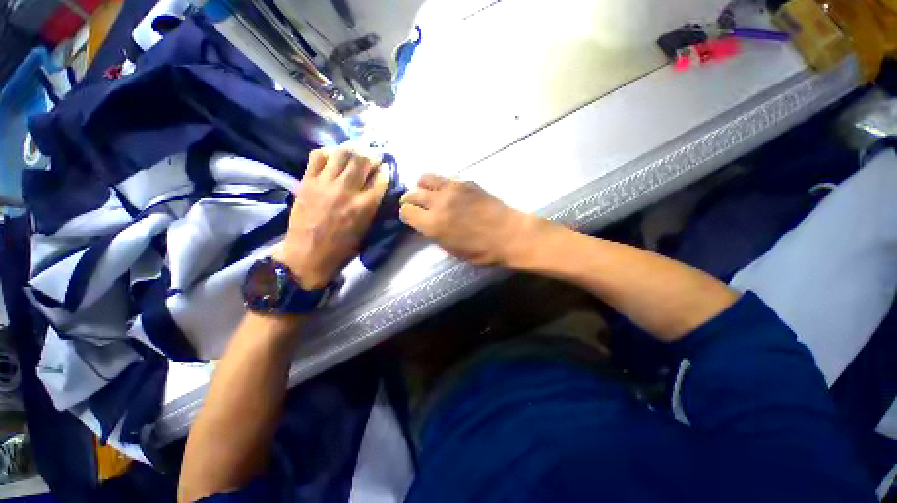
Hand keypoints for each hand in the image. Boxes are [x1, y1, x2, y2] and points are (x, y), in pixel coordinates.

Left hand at [275, 147, 388, 288]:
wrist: (308, 254)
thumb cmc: (343, 247)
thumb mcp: (367, 229)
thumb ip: (373, 205)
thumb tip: (377, 187)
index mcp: (365, 206)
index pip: (380, 178)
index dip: (385, 170)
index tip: (385, 167)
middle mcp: (347, 190)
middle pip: (362, 160)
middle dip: (371, 155)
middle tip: (372, 156)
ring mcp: (325, 183)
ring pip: (342, 154)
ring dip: (352, 150)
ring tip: (355, 151)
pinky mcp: (307, 181)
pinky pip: (317, 156)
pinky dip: (328, 152)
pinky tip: (333, 156)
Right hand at [399, 174, 535, 265]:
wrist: (509, 234)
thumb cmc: (481, 250)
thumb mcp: (451, 249)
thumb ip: (433, 233)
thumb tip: (424, 223)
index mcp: (433, 224)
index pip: (406, 211)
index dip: (407, 215)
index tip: (412, 218)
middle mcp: (438, 202)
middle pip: (411, 194)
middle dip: (410, 201)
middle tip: (417, 206)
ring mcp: (452, 188)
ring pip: (424, 178)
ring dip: (422, 186)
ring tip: (429, 194)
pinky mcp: (465, 181)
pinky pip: (445, 177)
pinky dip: (441, 184)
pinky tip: (449, 192)